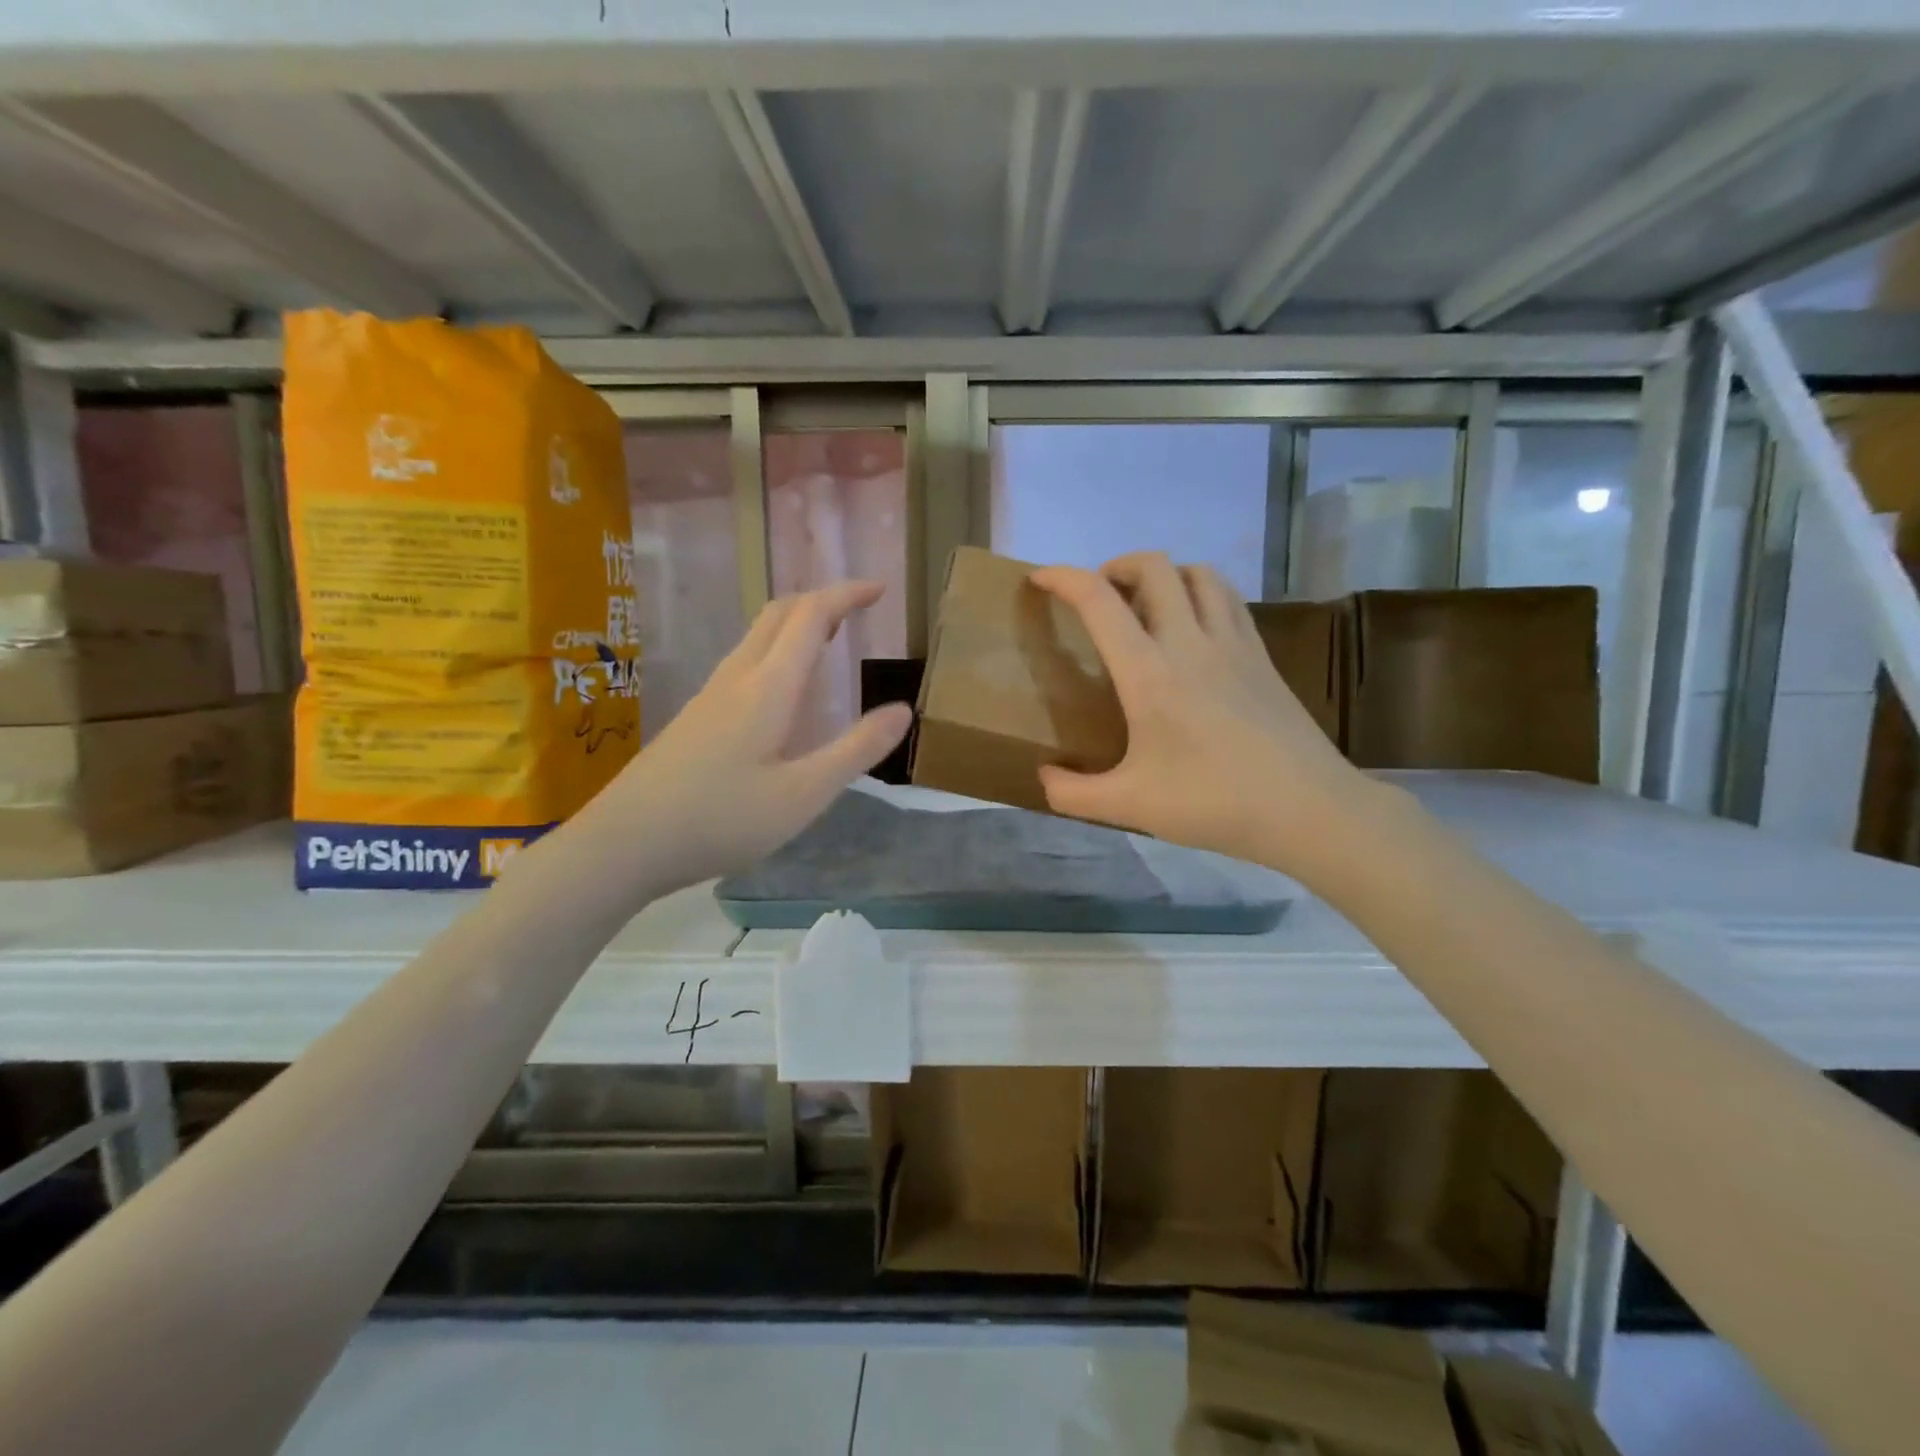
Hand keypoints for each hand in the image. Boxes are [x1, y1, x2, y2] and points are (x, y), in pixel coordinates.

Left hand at [581, 580, 911, 895]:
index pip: (811, 616)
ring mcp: (710, 695)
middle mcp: (737, 678)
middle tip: (858, 610)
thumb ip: (856, 750)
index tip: (880, 588)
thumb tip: (902, 710)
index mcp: (768, 687)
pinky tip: (783, 692)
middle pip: (779, 614)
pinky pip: (744, 661)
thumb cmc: (721, 820)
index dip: (847, 594)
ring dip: (796, 624)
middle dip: (821, 601)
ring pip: (757, 636)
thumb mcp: (803, 795)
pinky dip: (777, 651)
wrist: (624, 843)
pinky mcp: (695, 717)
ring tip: (829, 641)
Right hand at [1029, 553, 1374, 878]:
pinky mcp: (1261, 655)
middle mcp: (1190, 642)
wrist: (1308, 808)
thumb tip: (1044, 777)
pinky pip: (1227, 598)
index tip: (1040, 578)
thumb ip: (1073, 794)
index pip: (1099, 601)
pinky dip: (1200, 591)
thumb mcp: (1130, 806)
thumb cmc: (1213, 803)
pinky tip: (1193, 626)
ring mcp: (1233, 643)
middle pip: (1154, 566)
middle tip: (1100, 597)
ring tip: (1146, 605)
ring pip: (1197, 573)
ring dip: (1163, 574)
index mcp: (1149, 673)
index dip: (1063, 578)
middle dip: (1117, 566)